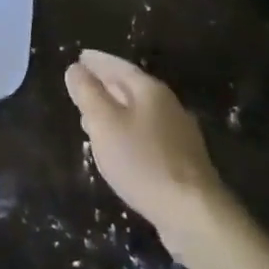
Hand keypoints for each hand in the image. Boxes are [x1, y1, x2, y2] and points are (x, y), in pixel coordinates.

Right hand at [65, 49, 227, 244]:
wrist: (192, 212)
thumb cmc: (142, 161)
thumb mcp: (105, 124)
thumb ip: (88, 94)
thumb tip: (76, 69)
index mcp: (149, 90)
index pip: (119, 66)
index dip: (97, 61)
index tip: (80, 57)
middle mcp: (167, 105)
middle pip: (130, 87)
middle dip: (104, 85)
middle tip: (82, 86)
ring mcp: (178, 133)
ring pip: (138, 112)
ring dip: (114, 111)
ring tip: (91, 118)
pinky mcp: (181, 159)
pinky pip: (146, 134)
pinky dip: (126, 132)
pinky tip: (117, 148)